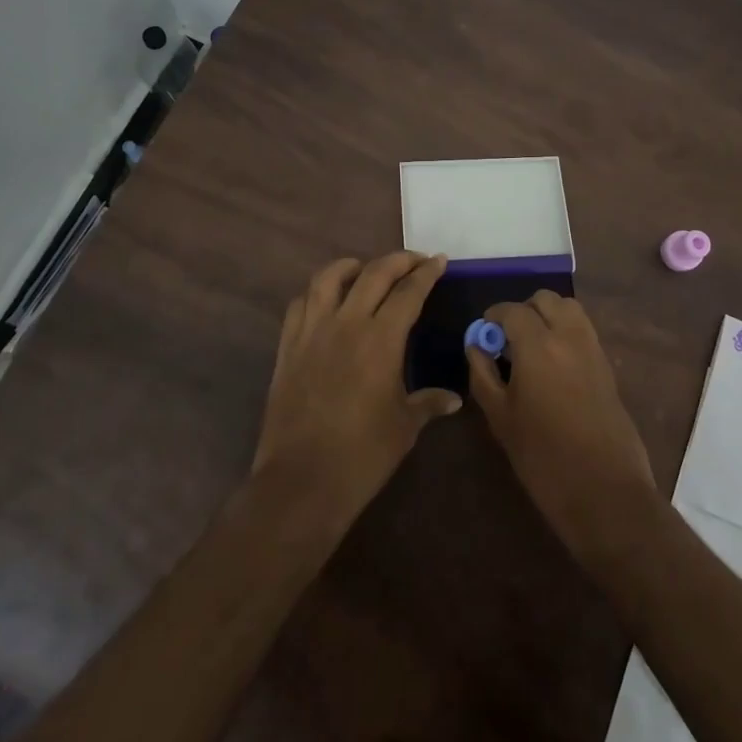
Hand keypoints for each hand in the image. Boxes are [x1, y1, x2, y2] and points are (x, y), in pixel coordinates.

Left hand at [252, 252, 458, 524]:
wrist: (302, 481)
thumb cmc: (363, 455)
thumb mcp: (405, 427)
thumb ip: (429, 403)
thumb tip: (453, 399)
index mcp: (381, 339)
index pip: (409, 292)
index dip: (426, 273)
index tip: (438, 260)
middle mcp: (347, 323)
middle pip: (374, 273)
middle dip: (398, 260)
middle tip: (415, 261)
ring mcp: (312, 331)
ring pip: (329, 277)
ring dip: (352, 266)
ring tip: (365, 270)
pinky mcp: (288, 346)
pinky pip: (300, 304)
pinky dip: (317, 293)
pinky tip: (326, 301)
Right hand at [467, 291, 658, 567]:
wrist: (605, 492)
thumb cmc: (543, 458)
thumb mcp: (500, 417)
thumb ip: (483, 374)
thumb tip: (476, 345)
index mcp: (538, 345)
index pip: (512, 310)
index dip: (493, 317)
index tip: (483, 334)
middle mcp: (569, 336)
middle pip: (545, 300)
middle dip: (523, 311)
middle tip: (508, 340)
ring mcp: (593, 350)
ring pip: (570, 310)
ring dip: (548, 316)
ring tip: (532, 348)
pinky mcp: (608, 367)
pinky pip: (584, 331)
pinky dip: (566, 332)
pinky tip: (553, 366)